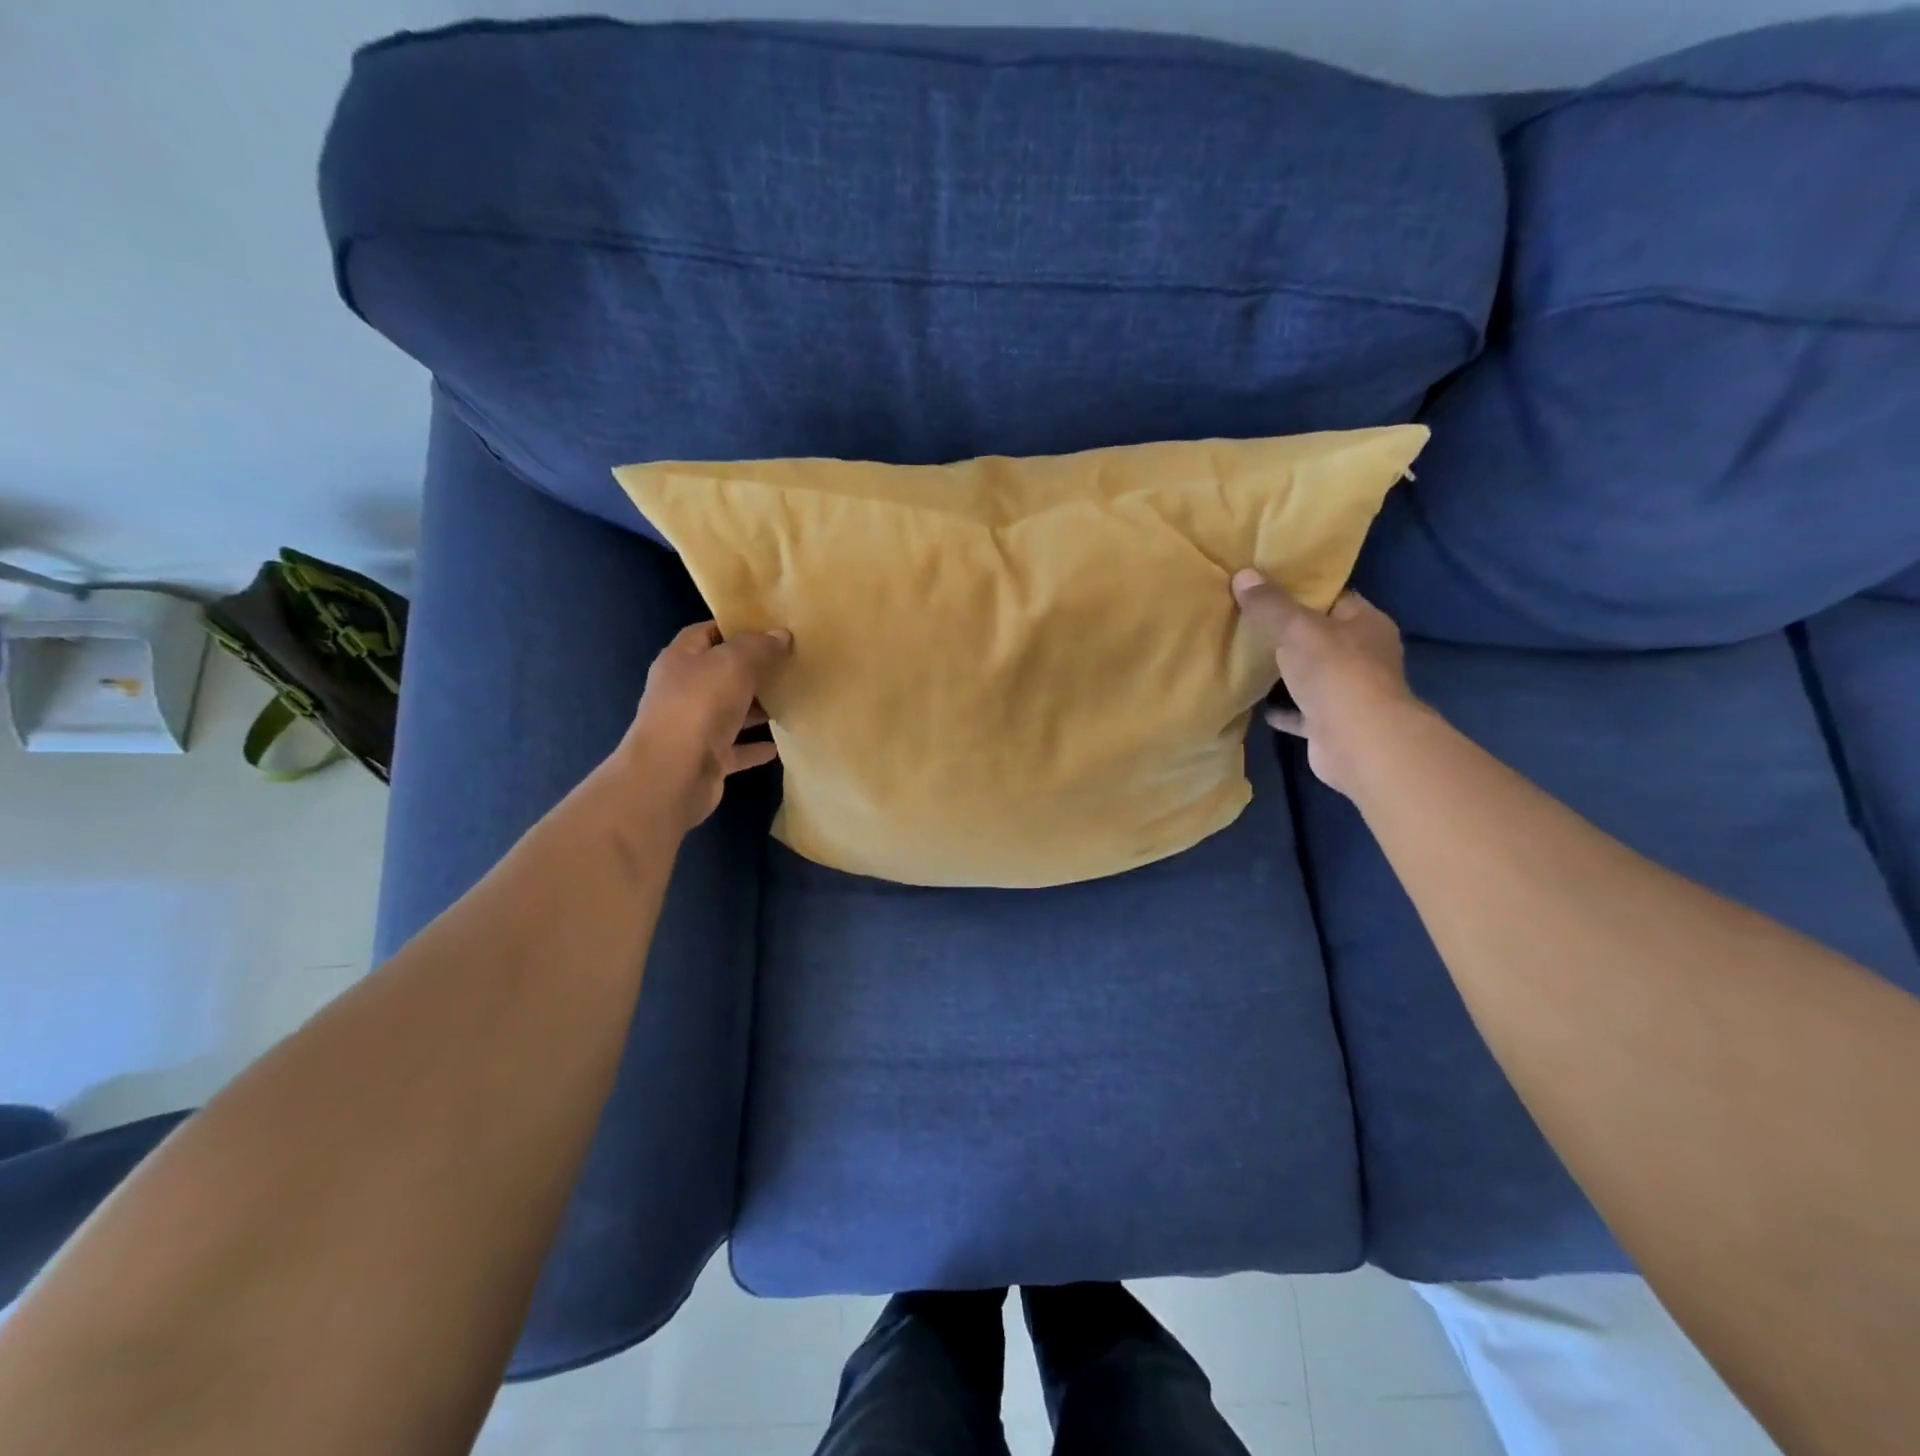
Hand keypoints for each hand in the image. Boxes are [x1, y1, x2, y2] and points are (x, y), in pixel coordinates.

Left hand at [617, 621, 791, 832]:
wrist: (673, 774)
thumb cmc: (699, 706)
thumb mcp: (733, 664)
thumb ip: (758, 647)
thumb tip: (780, 635)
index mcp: (681, 660)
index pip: (705, 633)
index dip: (734, 628)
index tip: (769, 630)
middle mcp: (683, 691)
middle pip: (720, 674)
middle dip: (752, 670)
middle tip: (789, 664)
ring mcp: (694, 727)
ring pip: (730, 712)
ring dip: (757, 708)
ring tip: (792, 700)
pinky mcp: (707, 759)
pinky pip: (737, 749)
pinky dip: (756, 747)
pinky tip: (781, 745)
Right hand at [1232, 569, 1421, 796]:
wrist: (1357, 741)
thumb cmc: (1335, 672)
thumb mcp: (1296, 628)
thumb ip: (1269, 604)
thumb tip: (1242, 574)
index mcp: (1366, 624)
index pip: (1334, 598)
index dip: (1302, 591)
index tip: (1266, 587)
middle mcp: (1364, 656)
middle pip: (1321, 637)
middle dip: (1289, 632)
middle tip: (1248, 621)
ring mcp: (1350, 693)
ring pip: (1312, 675)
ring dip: (1285, 672)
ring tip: (1246, 659)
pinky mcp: (1332, 724)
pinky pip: (1301, 712)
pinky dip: (1282, 709)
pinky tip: (1256, 704)